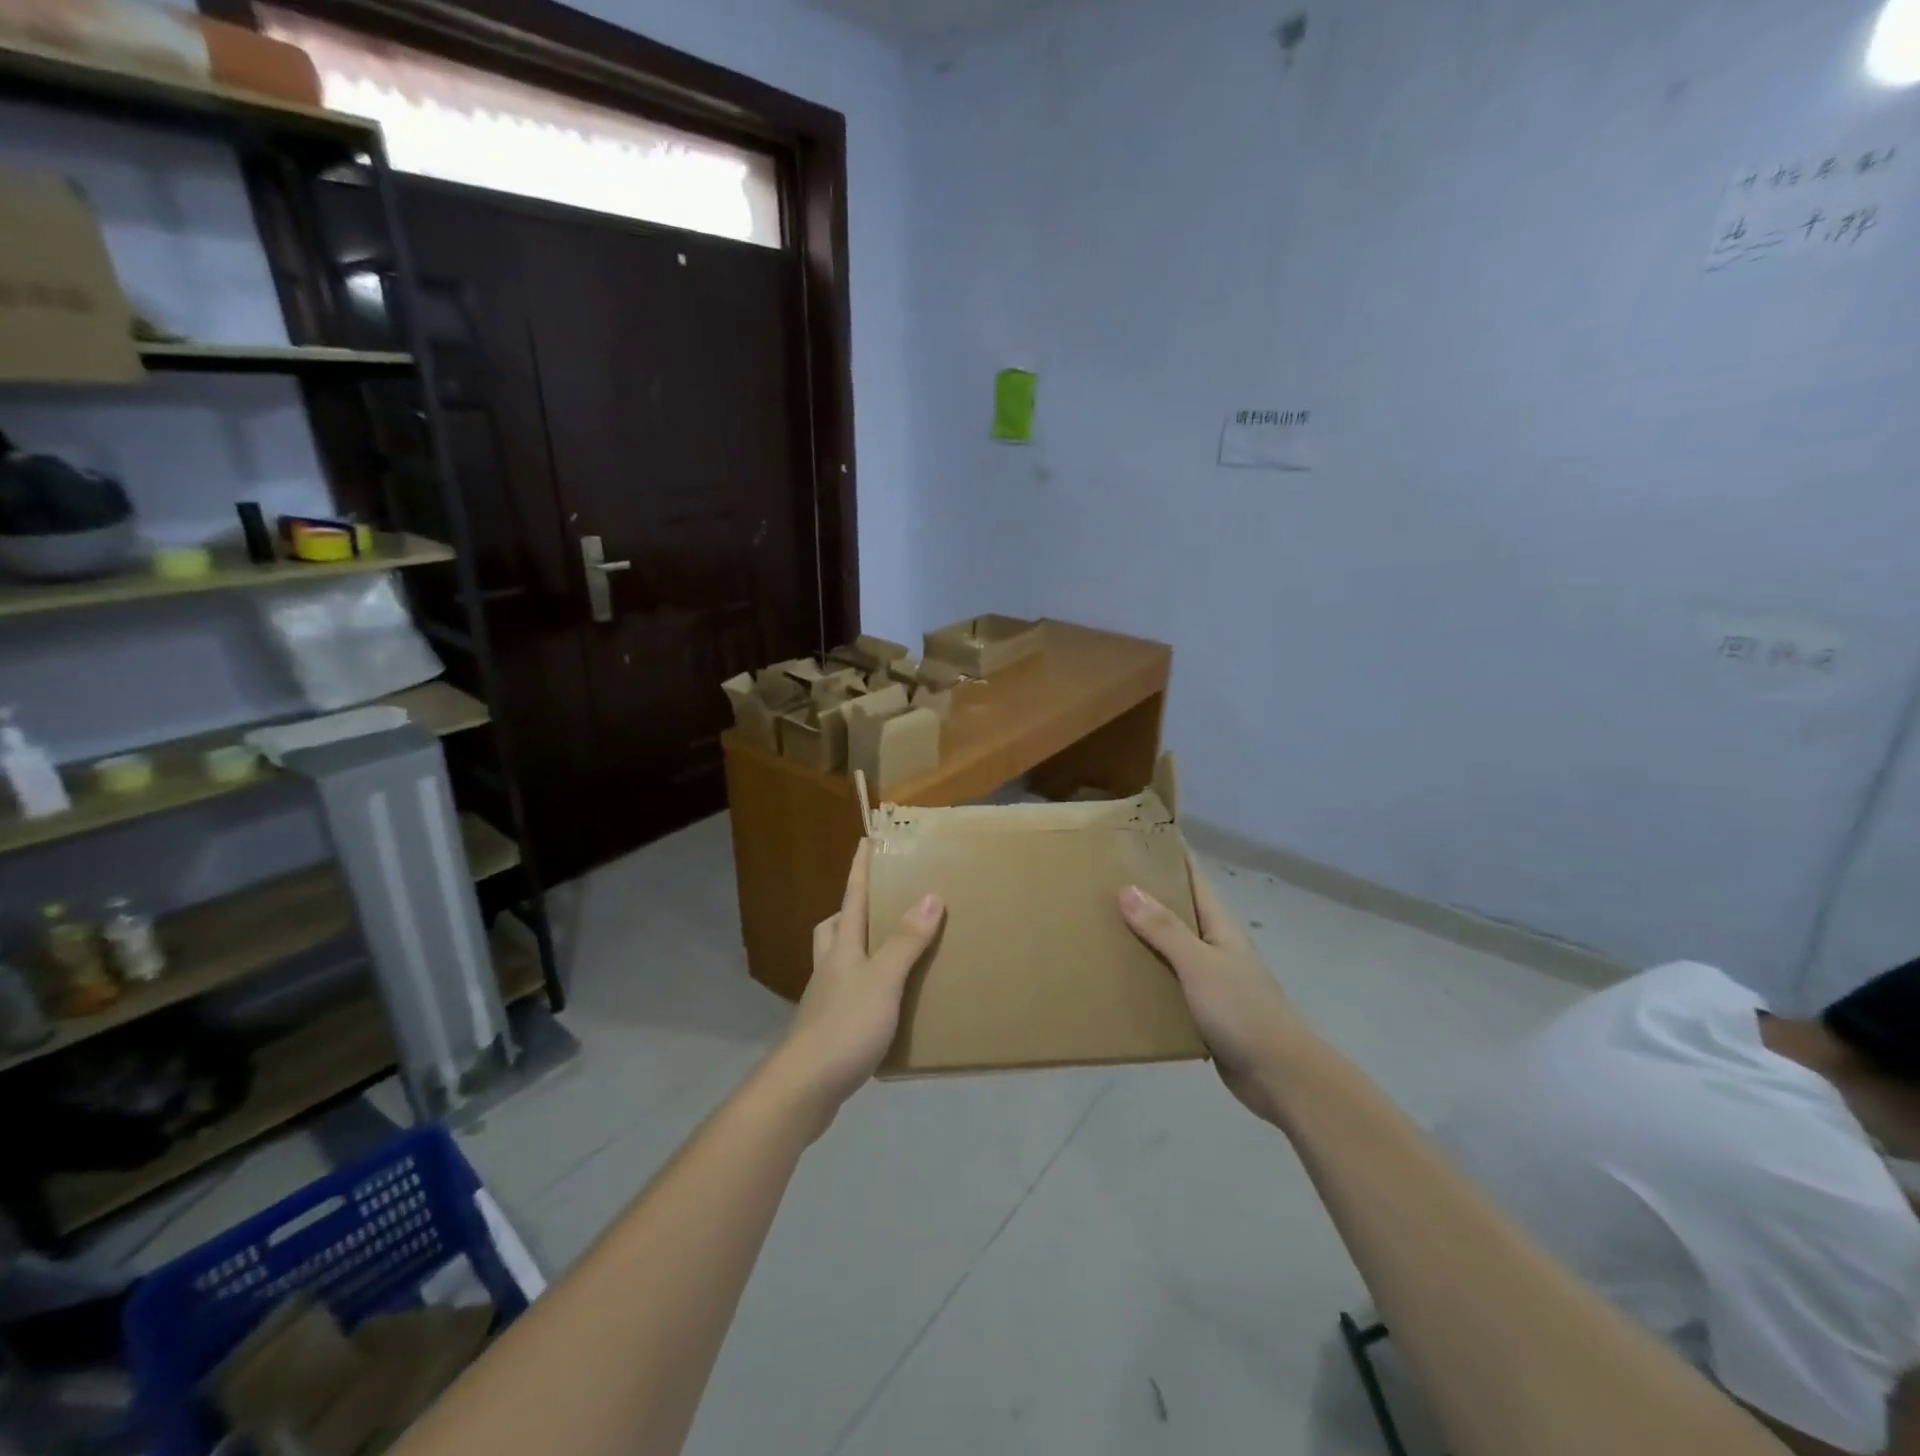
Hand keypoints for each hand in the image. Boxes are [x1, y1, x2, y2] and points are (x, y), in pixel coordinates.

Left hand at [776, 840, 944, 1121]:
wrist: (804, 1088)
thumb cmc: (845, 1027)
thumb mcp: (883, 980)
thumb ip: (906, 941)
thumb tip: (930, 895)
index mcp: (841, 949)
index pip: (851, 899)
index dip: (859, 870)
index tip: (866, 841)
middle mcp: (829, 968)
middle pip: (833, 929)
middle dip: (850, 912)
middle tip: (878, 909)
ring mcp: (824, 1001)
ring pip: (837, 962)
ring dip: (858, 951)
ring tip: (889, 955)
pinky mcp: (827, 1031)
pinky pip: (846, 996)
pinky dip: (864, 989)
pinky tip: (884, 1005)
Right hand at [1119, 863, 1307, 1124]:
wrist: (1279, 1076)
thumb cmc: (1242, 1011)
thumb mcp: (1199, 964)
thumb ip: (1163, 929)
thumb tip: (1126, 888)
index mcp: (1219, 926)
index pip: (1192, 878)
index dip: (1169, 855)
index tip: (1136, 836)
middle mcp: (1214, 946)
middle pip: (1176, 911)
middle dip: (1144, 895)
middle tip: (1100, 881)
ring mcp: (1210, 979)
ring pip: (1169, 948)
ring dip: (1141, 938)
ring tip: (1099, 926)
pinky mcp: (1203, 1010)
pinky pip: (1168, 983)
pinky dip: (1146, 976)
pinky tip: (1118, 978)